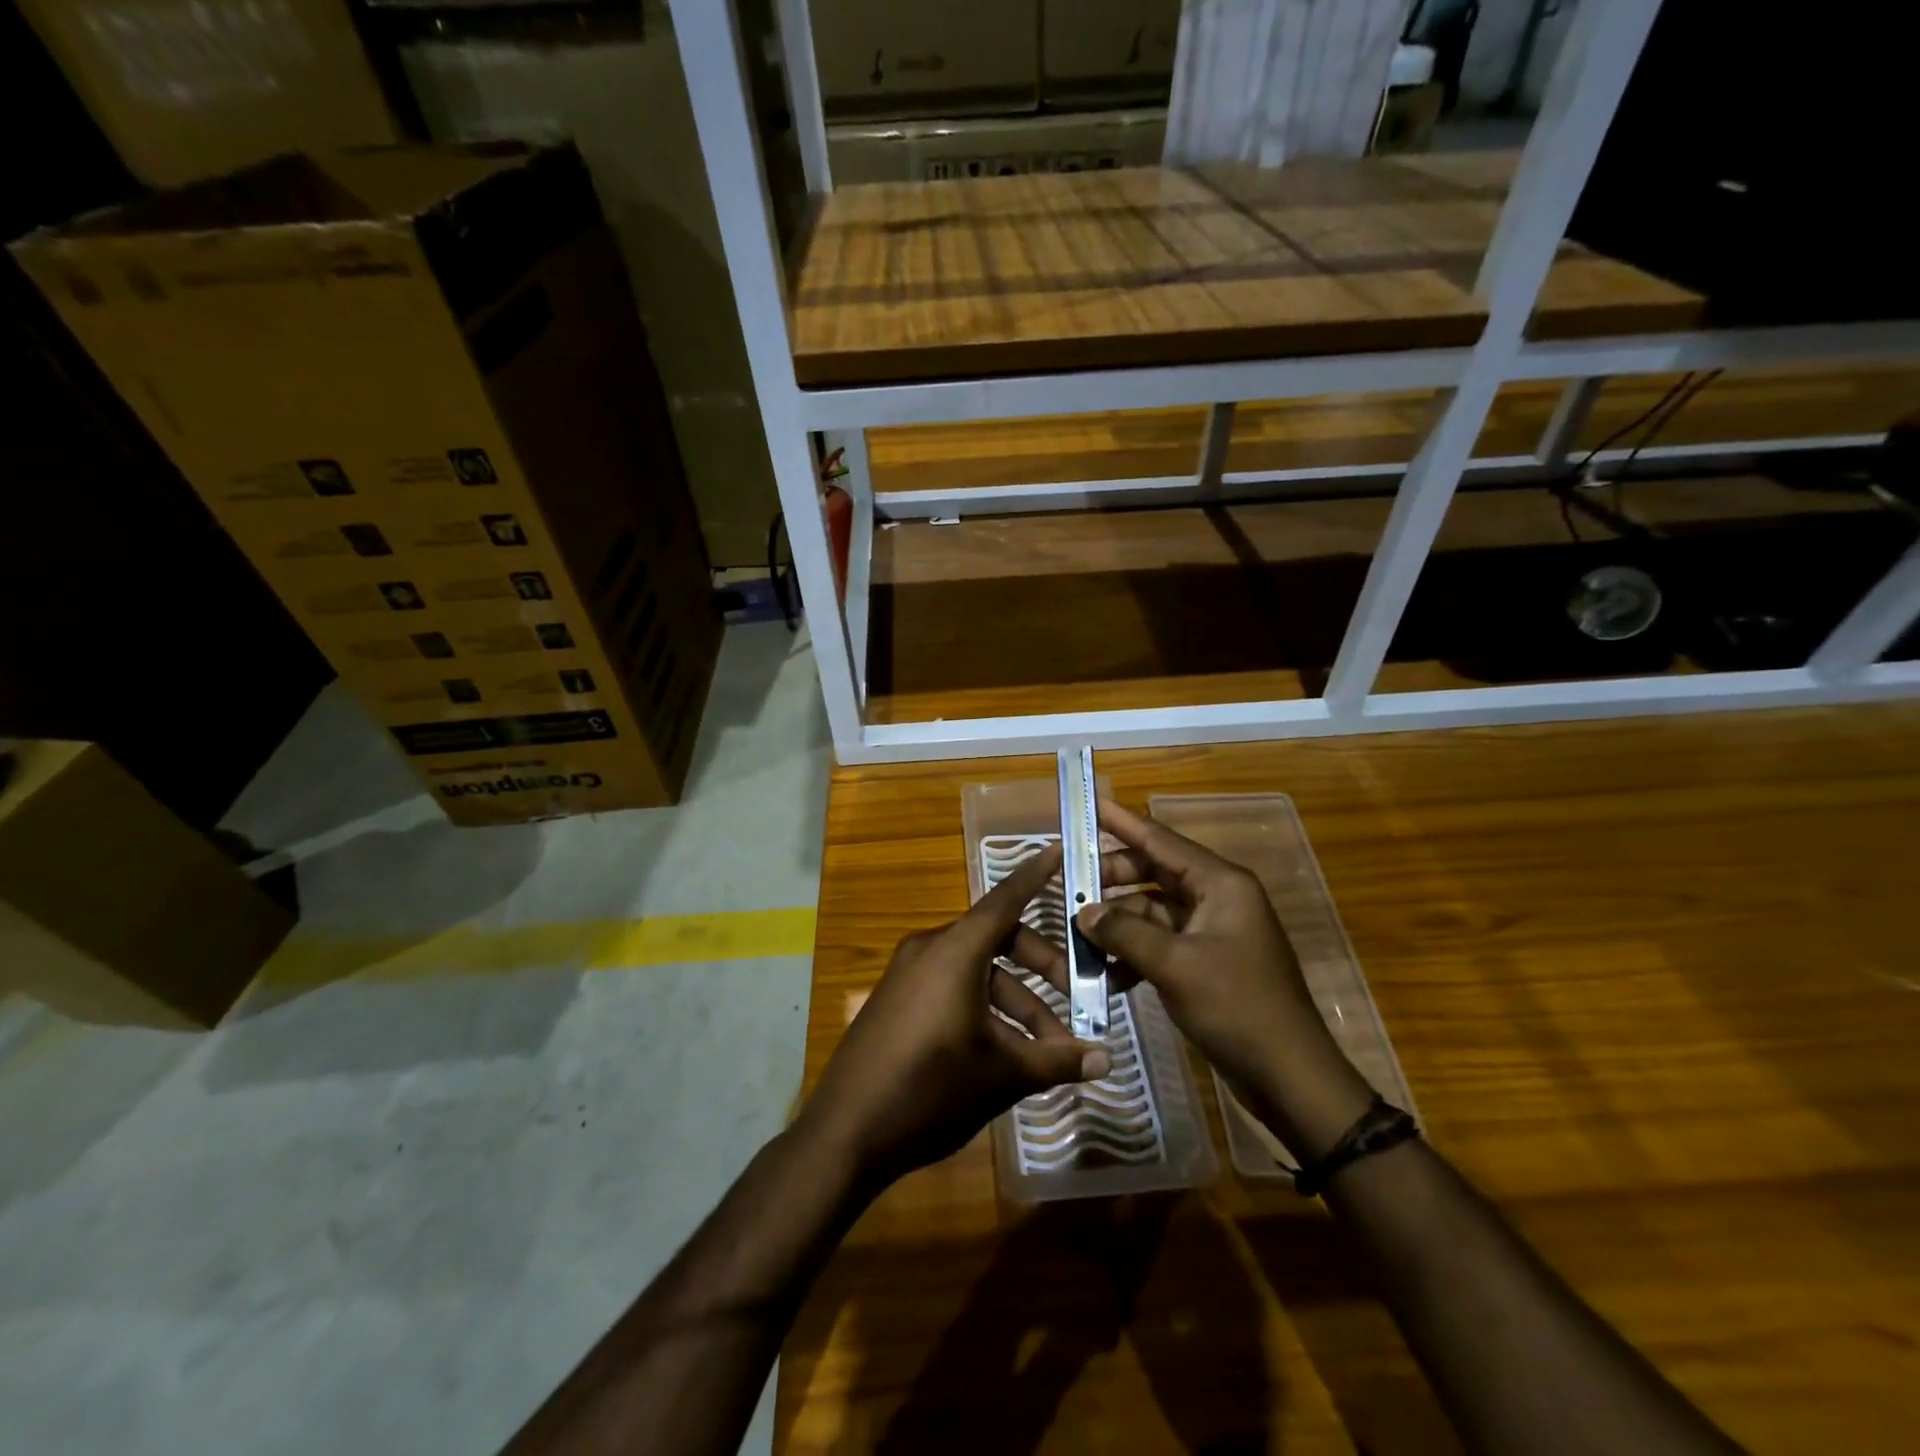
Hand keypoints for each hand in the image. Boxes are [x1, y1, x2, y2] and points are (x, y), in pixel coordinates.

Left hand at [797, 845, 1111, 1190]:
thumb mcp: (1001, 1075)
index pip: (1005, 900)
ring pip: (977, 971)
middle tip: (1078, 1001)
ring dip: (1017, 1002)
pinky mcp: (897, 1000)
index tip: (1058, 850)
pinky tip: (1006, 1053)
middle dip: (1042, 968)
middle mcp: (930, 950)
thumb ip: (1056, 1061)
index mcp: (954, 951)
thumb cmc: (930, 1090)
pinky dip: (985, 1008)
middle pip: (999, 940)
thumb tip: (1107, 1060)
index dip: (1035, 875)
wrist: (845, 1134)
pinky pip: (952, 987)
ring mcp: (908, 974)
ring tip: (1047, 1051)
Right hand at [1076, 799, 1372, 1160]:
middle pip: (1153, 874)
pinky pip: (1161, 943)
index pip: (1162, 841)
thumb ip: (1124, 933)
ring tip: (1078, 933)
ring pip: (1153, 911)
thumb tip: (1084, 913)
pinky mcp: (1207, 962)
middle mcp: (1218, 898)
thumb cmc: (1237, 1007)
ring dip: (1118, 922)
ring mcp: (1213, 932)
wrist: (1289, 1077)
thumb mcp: (1174, 966)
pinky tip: (1105, 973)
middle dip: (1111, 879)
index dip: (1123, 822)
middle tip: (1068, 884)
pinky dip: (1134, 952)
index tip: (1089, 803)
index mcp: (1221, 884)